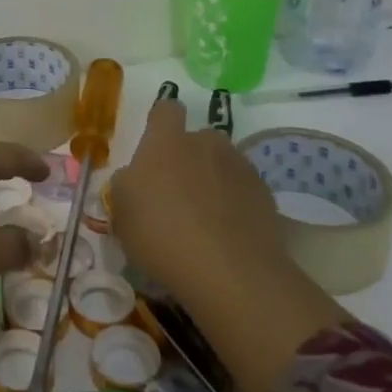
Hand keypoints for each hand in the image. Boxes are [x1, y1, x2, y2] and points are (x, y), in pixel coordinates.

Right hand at [110, 95, 345, 391]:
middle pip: (197, 141)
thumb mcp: (123, 216)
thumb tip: (137, 187)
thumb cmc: (164, 240)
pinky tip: (226, 242)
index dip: (159, 122)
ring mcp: (243, 173)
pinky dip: (234, 211)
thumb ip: (128, 192)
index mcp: (168, 142)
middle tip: (173, 199)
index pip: (164, 112)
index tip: (155, 141)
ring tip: (202, 228)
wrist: (234, 279)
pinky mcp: (268, 205)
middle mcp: (208, 146)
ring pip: (222, 169)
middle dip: (187, 159)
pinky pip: (243, 197)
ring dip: (213, 186)